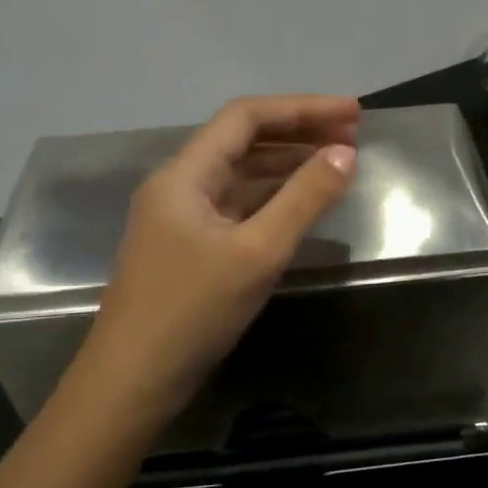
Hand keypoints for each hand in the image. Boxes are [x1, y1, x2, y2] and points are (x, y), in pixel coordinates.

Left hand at [70, 95, 360, 420]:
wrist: (134, 380)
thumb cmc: (192, 310)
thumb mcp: (257, 252)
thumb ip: (304, 199)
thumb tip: (346, 153)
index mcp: (184, 175)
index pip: (246, 118)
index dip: (302, 108)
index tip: (353, 114)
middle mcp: (179, 186)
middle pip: (243, 141)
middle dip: (298, 133)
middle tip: (353, 136)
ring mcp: (182, 218)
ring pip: (240, 175)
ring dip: (287, 164)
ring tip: (337, 163)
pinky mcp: (190, 247)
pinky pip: (237, 206)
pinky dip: (273, 198)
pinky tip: (302, 204)